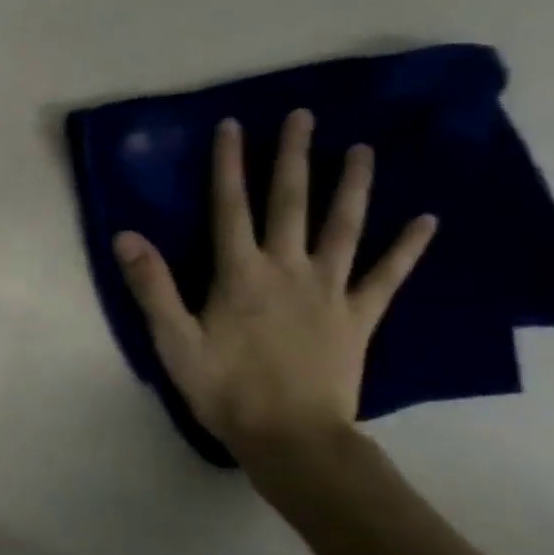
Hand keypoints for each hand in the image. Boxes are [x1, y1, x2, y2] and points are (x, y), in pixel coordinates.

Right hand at [114, 111, 436, 461]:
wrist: (291, 438)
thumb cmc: (225, 389)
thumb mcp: (174, 341)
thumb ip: (152, 286)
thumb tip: (126, 235)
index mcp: (239, 274)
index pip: (231, 206)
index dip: (229, 164)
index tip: (233, 125)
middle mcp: (287, 269)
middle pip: (290, 203)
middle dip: (293, 157)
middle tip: (304, 116)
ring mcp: (329, 291)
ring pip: (343, 227)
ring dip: (352, 186)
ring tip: (362, 149)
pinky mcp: (359, 317)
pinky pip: (387, 276)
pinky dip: (408, 247)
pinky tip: (427, 219)